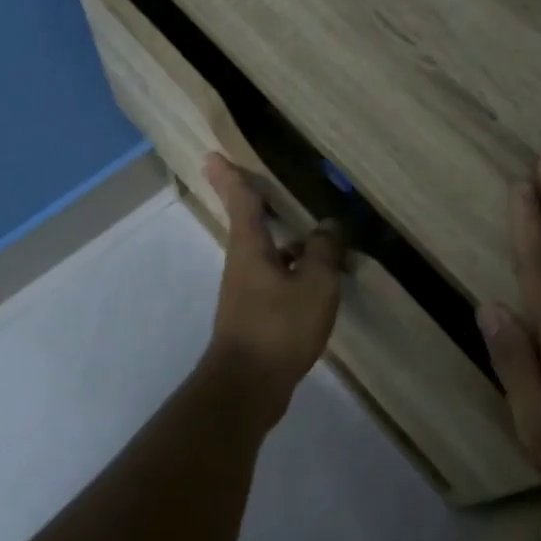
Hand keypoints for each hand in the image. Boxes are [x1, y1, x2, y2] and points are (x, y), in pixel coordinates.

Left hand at [201, 154, 345, 409]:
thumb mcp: (315, 285)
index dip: (230, 176)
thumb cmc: (279, 327)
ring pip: (265, 253)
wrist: (248, 386)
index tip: (212, 155)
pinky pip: (275, 278)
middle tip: (262, 184)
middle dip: (254, 203)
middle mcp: (242, 263)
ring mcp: (245, 291)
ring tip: (315, 235)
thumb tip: (328, 225)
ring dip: (284, 240)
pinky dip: (292, 268)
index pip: (241, 200)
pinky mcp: (253, 315)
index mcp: (251, 247)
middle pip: (249, 224)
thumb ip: (325, 251)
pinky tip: (315, 279)